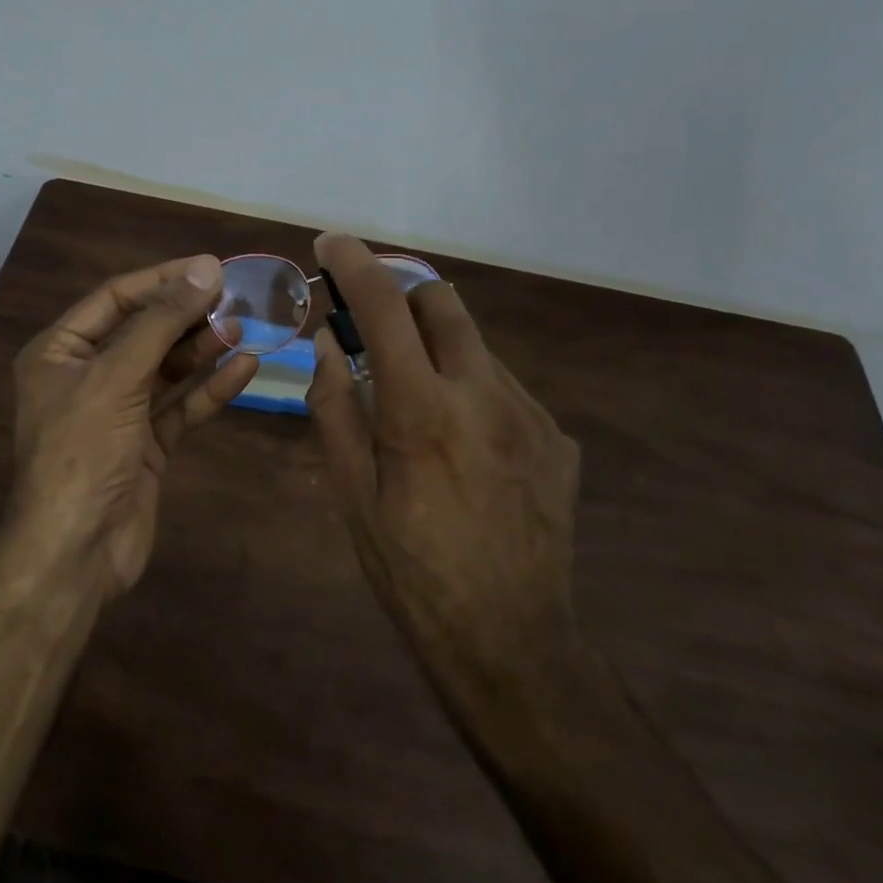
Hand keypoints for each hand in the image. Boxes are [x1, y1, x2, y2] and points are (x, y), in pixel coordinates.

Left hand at [11, 254, 257, 594]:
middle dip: (188, 315)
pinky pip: (181, 407)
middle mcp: (87, 376)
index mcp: (59, 352)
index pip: (115, 298)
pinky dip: (211, 389)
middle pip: (144, 332)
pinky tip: (246, 368)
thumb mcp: (116, 377)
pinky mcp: (146, 445)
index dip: (162, 280)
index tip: (210, 267)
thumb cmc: (82, 451)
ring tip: (243, 326)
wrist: (76, 552)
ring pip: (166, 369)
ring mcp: (118, 412)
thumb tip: (204, 268)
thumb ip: (161, 322)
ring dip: (203, 349)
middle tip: (236, 296)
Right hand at [306, 232, 582, 699]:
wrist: (512, 640)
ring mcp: (530, 414)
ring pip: (475, 343)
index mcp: (421, 410)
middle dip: (401, 292)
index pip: (383, 306)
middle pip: (443, 300)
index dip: (354, 262)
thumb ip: (335, 411)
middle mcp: (483, 394)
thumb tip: (325, 346)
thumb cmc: (412, 572)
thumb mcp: (352, 497)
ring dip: (436, 346)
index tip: (332, 242)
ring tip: (416, 401)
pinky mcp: (557, 438)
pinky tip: (462, 444)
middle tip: (372, 324)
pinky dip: (470, 388)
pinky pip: (504, 386)